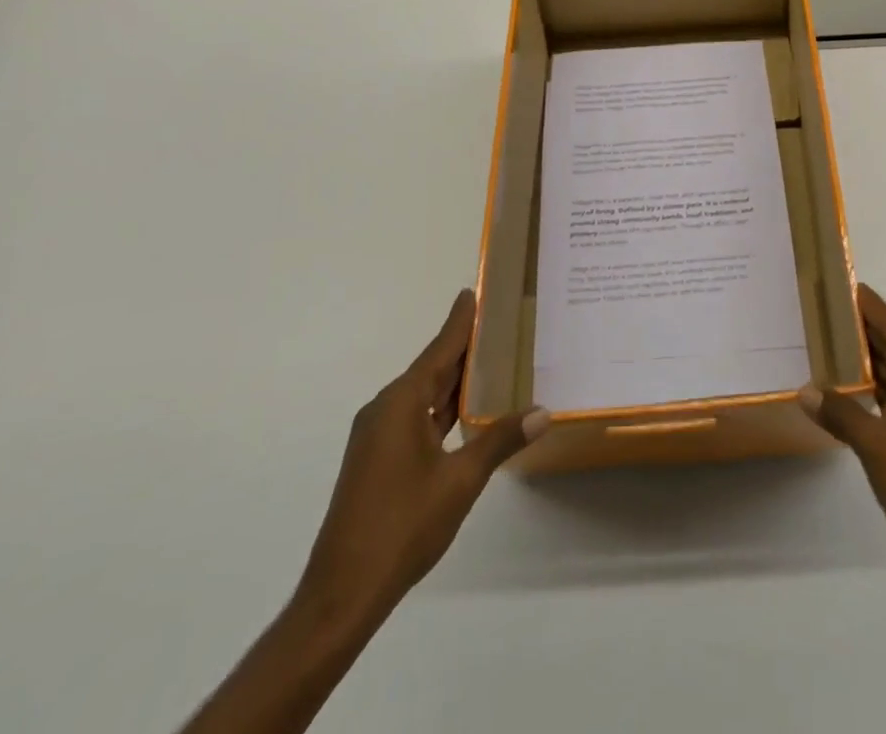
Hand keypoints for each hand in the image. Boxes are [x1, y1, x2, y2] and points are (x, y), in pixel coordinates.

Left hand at [293, 289, 548, 636]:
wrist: (342, 593)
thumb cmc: (402, 526)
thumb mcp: (460, 481)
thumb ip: (500, 441)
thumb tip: (542, 412)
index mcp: (401, 403)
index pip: (439, 350)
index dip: (460, 322)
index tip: (473, 292)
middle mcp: (385, 409)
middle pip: (431, 368)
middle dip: (463, 348)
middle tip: (498, 324)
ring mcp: (377, 436)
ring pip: (423, 395)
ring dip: (454, 381)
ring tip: (491, 361)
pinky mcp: (375, 459)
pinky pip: (414, 417)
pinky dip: (441, 407)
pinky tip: (464, 411)